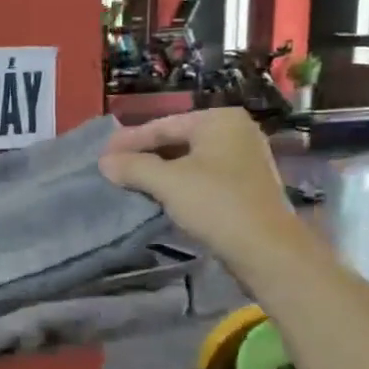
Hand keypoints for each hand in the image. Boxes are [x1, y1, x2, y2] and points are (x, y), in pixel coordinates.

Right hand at [99, 109, 300, 256]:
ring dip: (160, 171)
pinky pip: (203, 176)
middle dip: (144, 155)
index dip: (129, 140)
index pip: (163, 125)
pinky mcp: (245, 185)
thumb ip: (133, 167)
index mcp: (219, 120)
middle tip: (113, 167)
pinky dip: (179, 182)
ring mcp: (244, 158)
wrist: (265, 249)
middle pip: (177, 140)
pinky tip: (159, 194)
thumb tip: (104, 162)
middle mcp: (235, 131)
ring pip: (189, 159)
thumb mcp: (167, 182)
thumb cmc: (216, 204)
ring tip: (130, 181)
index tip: (102, 154)